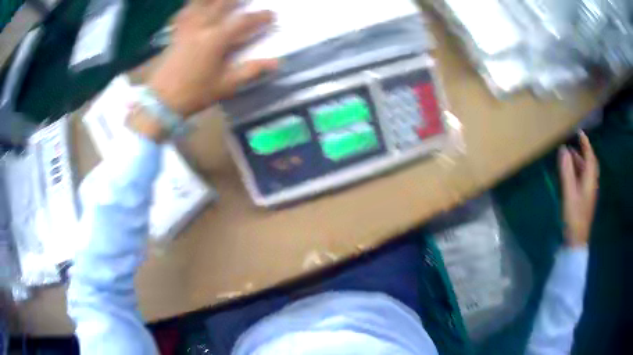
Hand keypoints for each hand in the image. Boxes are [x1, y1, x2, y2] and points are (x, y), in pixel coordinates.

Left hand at [148, 0, 277, 116]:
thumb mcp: (226, 85)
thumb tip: (278, 63)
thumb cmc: (195, 94)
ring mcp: (186, 28)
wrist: (161, 101)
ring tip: (222, 0)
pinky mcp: (175, 33)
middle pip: (222, 4)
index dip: (260, 17)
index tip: (272, 15)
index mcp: (217, 39)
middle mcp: (202, 27)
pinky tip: (194, 6)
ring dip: (213, 0)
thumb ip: (251, 70)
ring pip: (200, 3)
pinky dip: (190, 6)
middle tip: (246, 0)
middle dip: (237, 0)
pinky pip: (183, 13)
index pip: (243, 21)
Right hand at [558, 131, 598, 247]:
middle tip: (574, 144)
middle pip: (590, 163)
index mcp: (590, 180)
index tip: (579, 132)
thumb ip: (567, 171)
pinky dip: (579, 171)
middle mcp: (592, 183)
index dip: (585, 143)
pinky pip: (584, 179)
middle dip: (583, 152)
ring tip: (570, 156)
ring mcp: (589, 192)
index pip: (590, 156)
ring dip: (580, 162)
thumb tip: (563, 149)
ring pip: (587, 172)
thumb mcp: (569, 193)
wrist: (577, 240)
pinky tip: (572, 174)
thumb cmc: (574, 216)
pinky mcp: (586, 199)